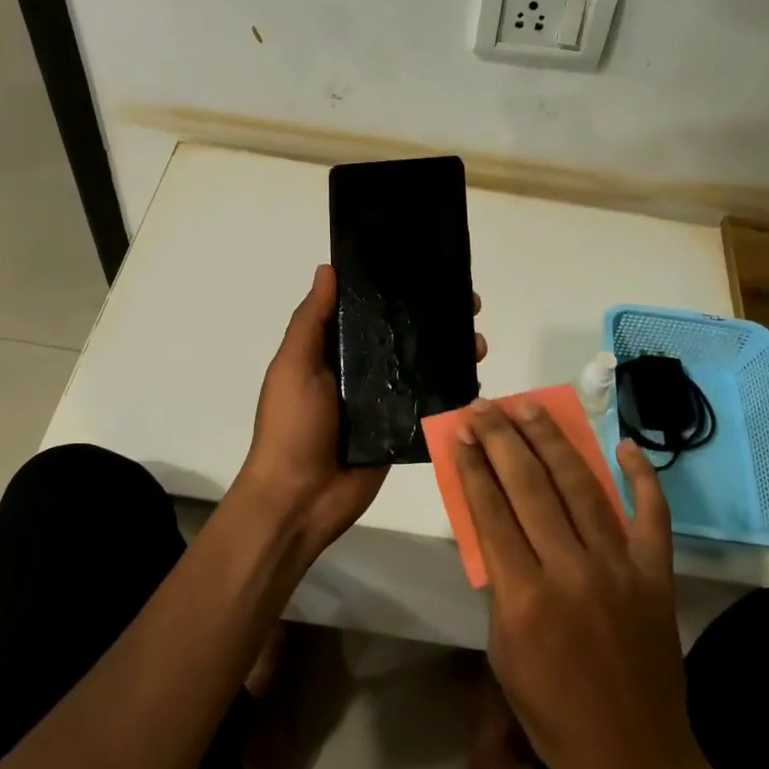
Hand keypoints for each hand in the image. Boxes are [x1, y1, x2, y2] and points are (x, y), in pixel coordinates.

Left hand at [239, 264, 484, 563]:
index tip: (429, 269)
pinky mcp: (401, 431)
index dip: (396, 289)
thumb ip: (312, 321)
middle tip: (468, 305)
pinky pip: (429, 405)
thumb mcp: (293, 366)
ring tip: (477, 341)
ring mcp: (383, 402)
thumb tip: (328, 268)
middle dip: (434, 318)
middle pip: (403, 337)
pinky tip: (475, 375)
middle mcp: (359, 372)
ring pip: (422, 368)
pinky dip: (451, 390)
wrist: (299, 499)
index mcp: (332, 352)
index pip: (368, 311)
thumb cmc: (291, 427)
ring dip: (450, 351)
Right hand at [455, 402, 702, 768]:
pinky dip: (641, 476)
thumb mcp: (504, 652)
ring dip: (553, 440)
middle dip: (504, 439)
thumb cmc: (553, 714)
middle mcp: (571, 569)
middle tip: (487, 406)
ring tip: (531, 407)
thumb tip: (497, 529)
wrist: (634, 756)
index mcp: (524, 597)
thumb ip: (500, 586)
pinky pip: (652, 514)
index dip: (474, 466)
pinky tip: (623, 445)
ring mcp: (620, 567)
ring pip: (582, 486)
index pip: (491, 511)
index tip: (463, 432)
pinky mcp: (656, 573)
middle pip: (531, 486)